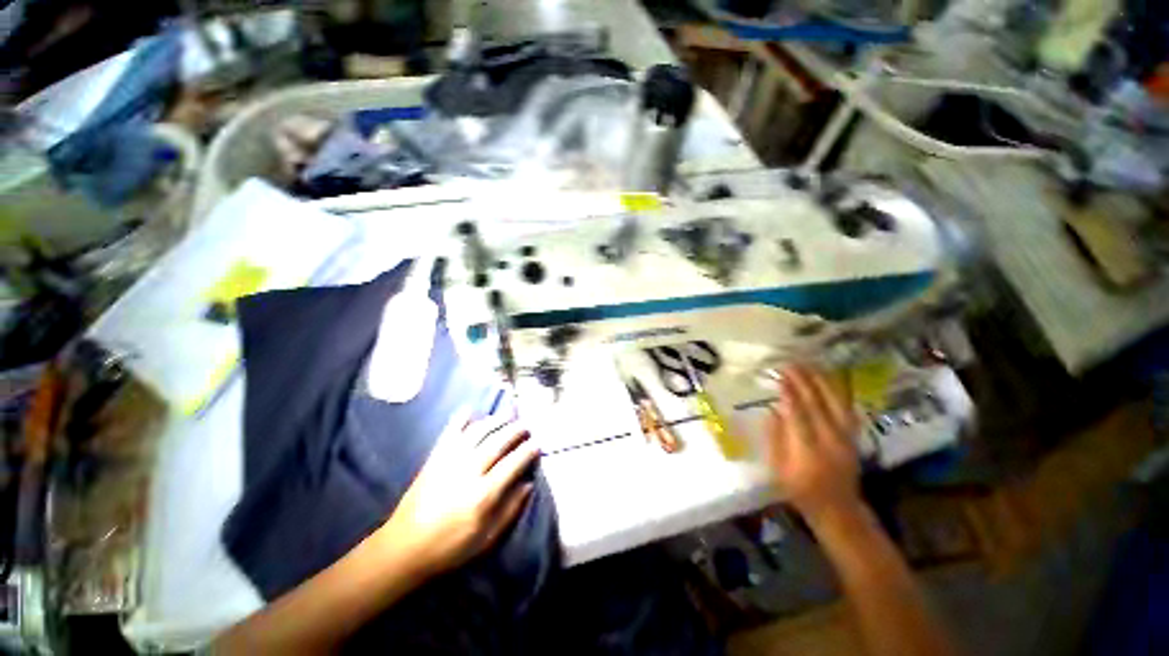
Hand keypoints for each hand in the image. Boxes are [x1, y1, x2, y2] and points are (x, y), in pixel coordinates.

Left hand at [377, 410, 537, 577]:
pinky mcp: (434, 458)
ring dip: (495, 420)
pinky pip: (449, 432)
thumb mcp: (486, 538)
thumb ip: (510, 510)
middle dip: (515, 430)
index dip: (528, 451)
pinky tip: (470, 409)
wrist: (403, 549)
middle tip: (526, 425)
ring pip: (478, 432)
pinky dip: (460, 418)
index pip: (513, 463)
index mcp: (483, 494)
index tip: (537, 443)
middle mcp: (468, 471)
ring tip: (508, 416)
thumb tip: (528, 484)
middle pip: (498, 442)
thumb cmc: (449, 548)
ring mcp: (449, 461)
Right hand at [765, 364, 860, 521]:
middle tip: (790, 364)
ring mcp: (844, 437)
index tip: (780, 375)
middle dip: (803, 381)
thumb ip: (775, 439)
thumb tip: (772, 411)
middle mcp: (829, 439)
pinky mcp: (852, 437)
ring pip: (835, 402)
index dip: (788, 393)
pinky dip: (838, 392)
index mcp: (807, 449)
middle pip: (816, 403)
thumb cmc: (800, 490)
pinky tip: (830, 381)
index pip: (797, 413)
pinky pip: (846, 409)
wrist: (838, 509)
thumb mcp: (778, 469)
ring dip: (821, 381)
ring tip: (808, 365)